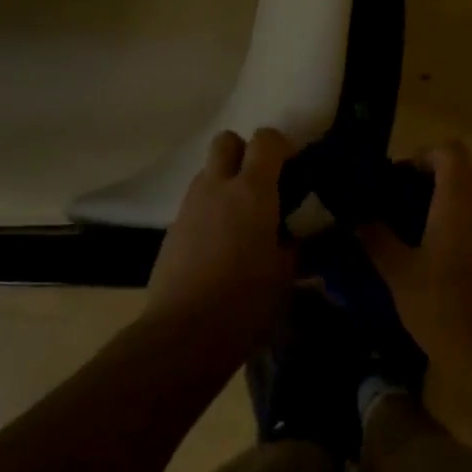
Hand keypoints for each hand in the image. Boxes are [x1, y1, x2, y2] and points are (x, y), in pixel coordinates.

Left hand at [144, 129, 297, 360]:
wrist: (183, 332)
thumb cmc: (245, 299)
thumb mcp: (285, 273)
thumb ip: (295, 244)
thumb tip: (299, 234)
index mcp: (252, 190)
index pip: (266, 139)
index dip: (281, 145)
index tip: (293, 166)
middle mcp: (218, 187)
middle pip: (226, 140)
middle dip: (244, 152)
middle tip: (261, 183)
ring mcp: (190, 206)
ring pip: (208, 172)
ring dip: (225, 182)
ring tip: (242, 219)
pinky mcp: (172, 229)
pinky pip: (195, 203)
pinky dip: (210, 211)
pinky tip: (220, 245)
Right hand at [361, 142, 471, 374]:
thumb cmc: (440, 302)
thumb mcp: (397, 272)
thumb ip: (377, 239)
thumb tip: (359, 220)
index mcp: (457, 202)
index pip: (452, 152)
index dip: (427, 154)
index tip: (402, 175)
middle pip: (468, 171)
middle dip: (440, 175)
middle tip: (410, 196)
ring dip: (452, 201)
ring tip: (419, 226)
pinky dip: (463, 224)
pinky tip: (439, 254)